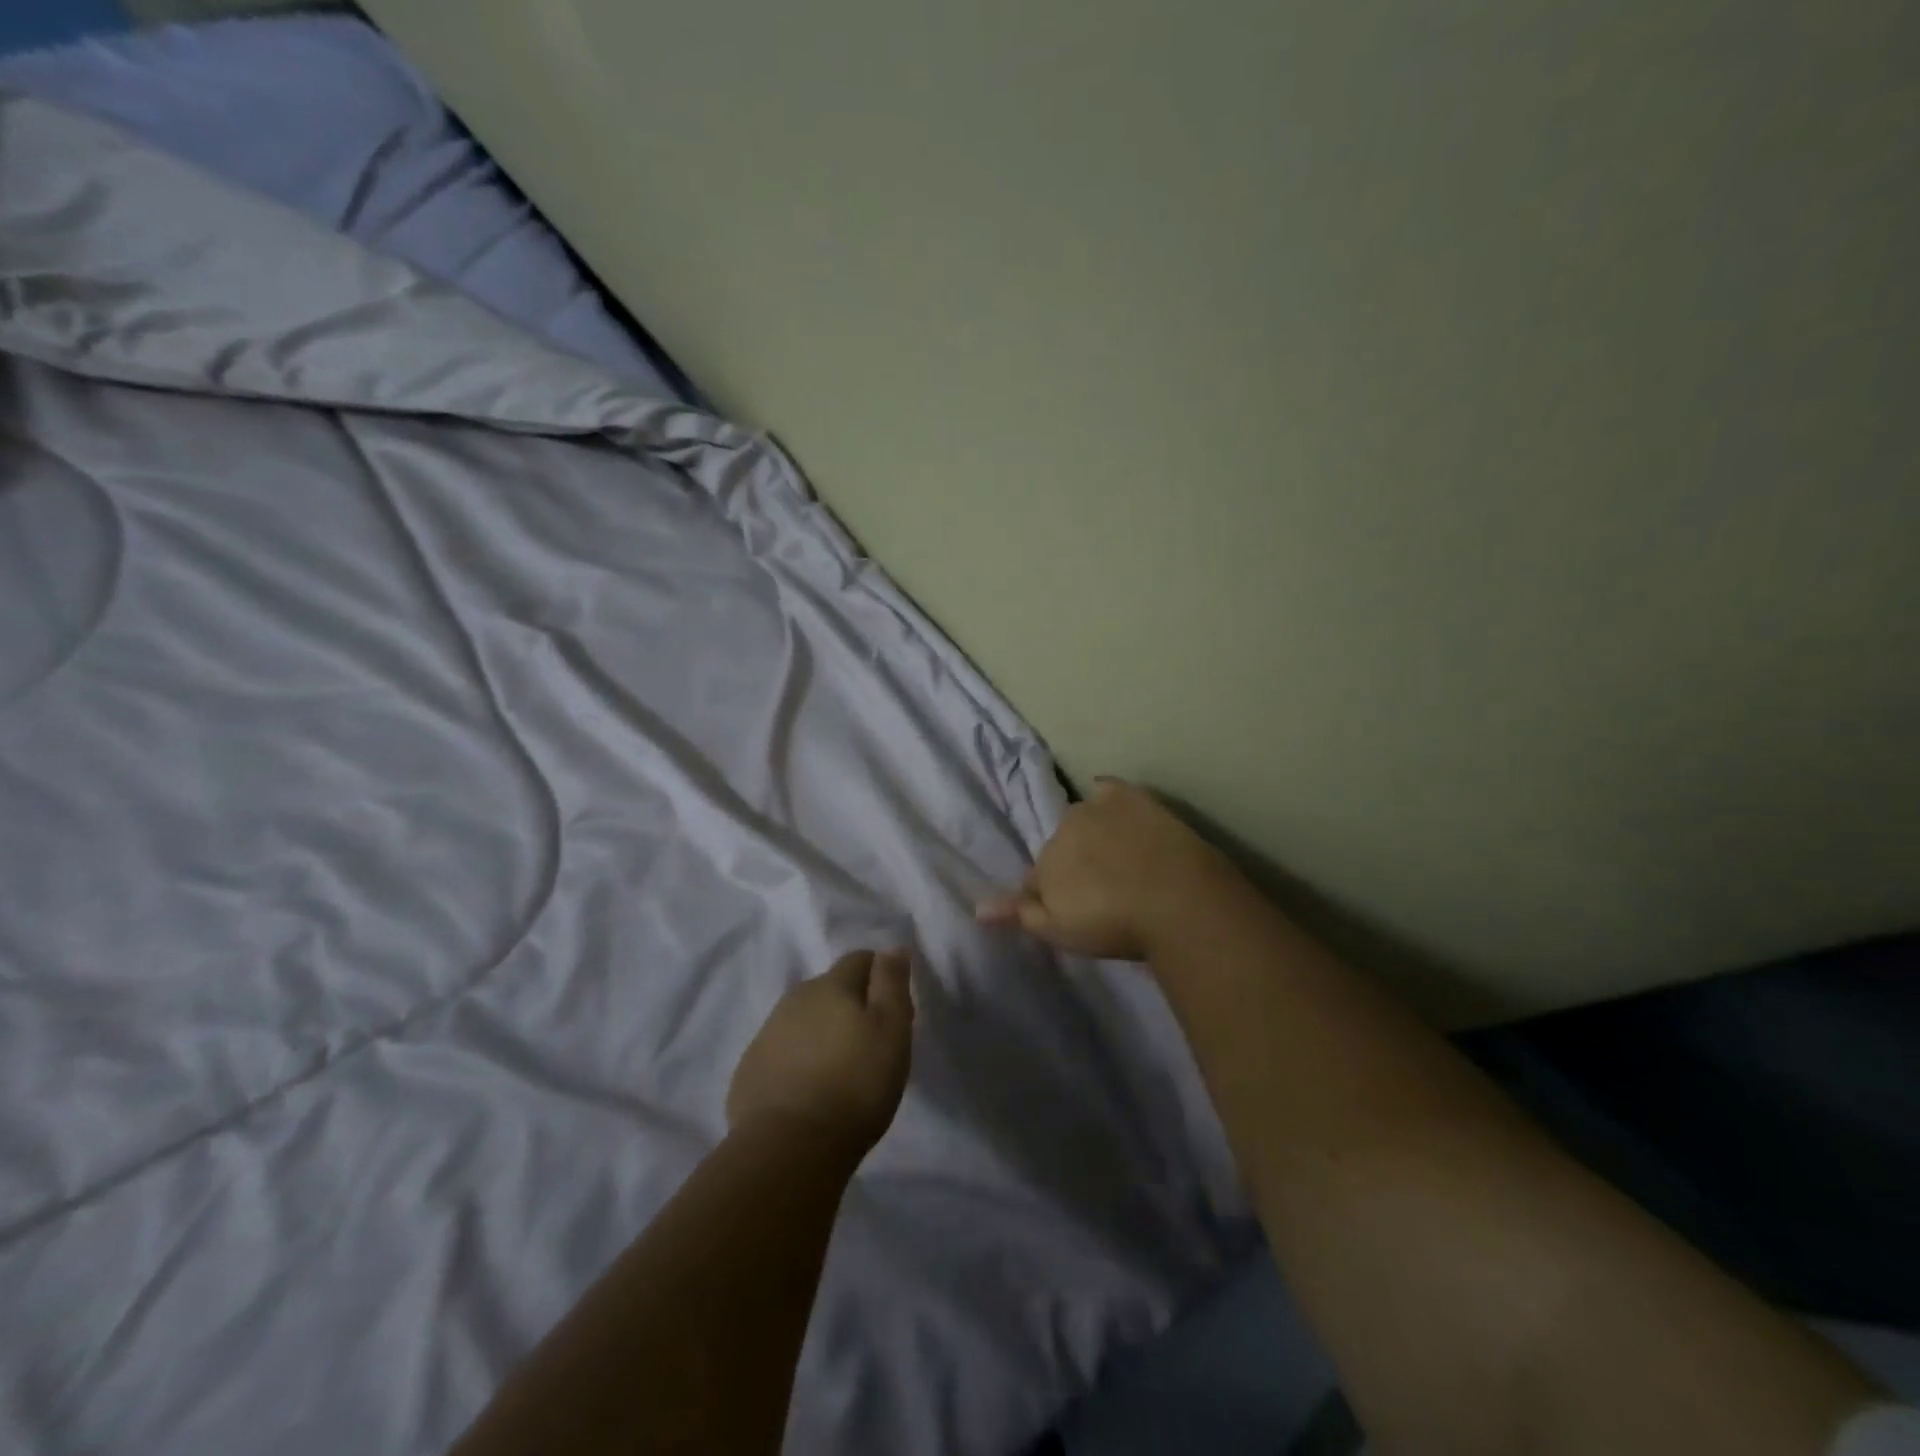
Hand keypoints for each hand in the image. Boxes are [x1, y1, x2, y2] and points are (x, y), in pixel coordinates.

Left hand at [726, 950, 914, 1158]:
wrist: (789, 1147)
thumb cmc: (855, 1084)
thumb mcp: (891, 1029)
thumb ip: (892, 983)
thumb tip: (891, 947)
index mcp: (831, 985)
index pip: (859, 959)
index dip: (880, 976)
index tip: (894, 1008)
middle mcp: (795, 999)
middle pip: (829, 989)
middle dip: (849, 1004)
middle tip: (869, 1043)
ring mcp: (767, 1034)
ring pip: (802, 1019)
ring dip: (821, 1032)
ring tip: (838, 1069)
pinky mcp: (749, 1071)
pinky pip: (780, 1052)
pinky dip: (796, 1060)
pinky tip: (807, 1091)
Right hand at [975, 779, 1233, 960]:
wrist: (1176, 900)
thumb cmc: (1114, 925)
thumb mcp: (1059, 930)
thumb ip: (1019, 914)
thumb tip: (977, 908)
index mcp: (1044, 864)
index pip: (1037, 878)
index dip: (1052, 894)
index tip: (1076, 909)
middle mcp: (1061, 830)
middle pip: (1060, 847)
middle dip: (1074, 863)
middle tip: (1103, 889)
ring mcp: (1094, 808)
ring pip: (1082, 820)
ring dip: (1092, 834)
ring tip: (1121, 860)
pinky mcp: (1128, 796)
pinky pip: (1106, 789)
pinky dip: (1106, 797)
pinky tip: (1118, 808)